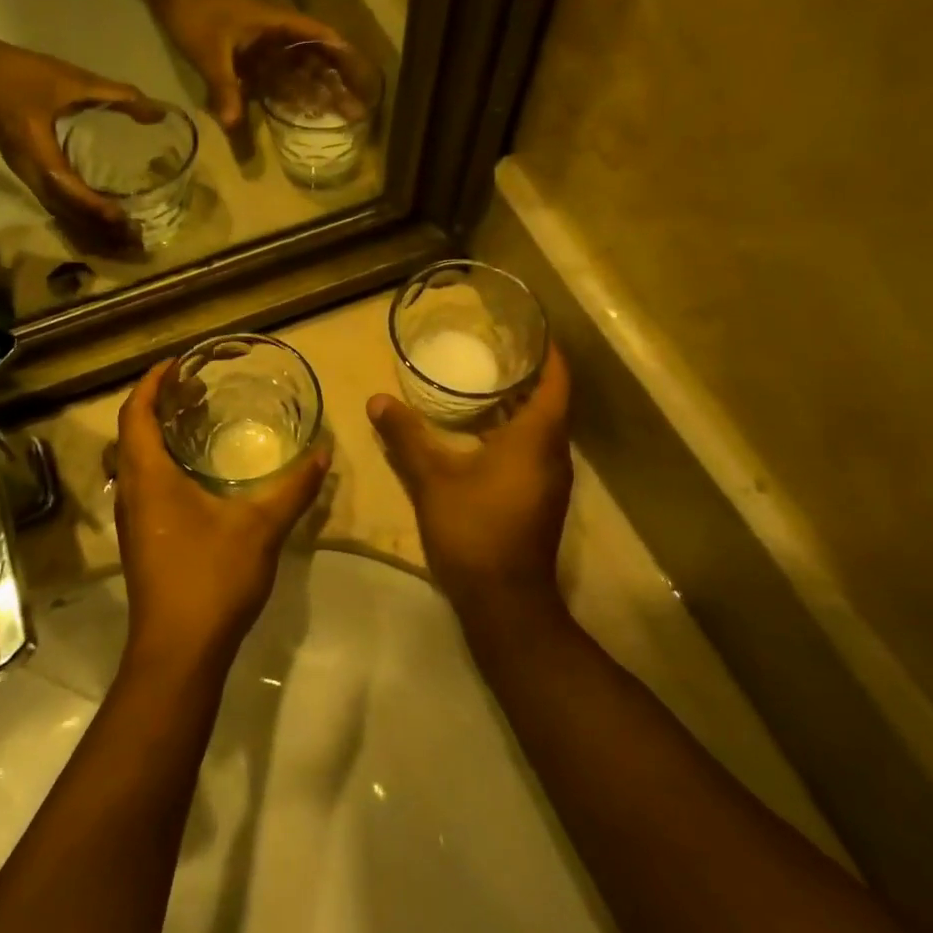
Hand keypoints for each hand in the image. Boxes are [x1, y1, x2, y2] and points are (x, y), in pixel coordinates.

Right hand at [0, 32, 163, 247]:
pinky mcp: (28, 174)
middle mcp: (30, 172)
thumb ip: (116, 94)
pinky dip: (78, 217)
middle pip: (65, 211)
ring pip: (59, 213)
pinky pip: (54, 205)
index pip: (66, 187)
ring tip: (121, 237)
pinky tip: (99, 221)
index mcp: (37, 151)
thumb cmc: (23, 75)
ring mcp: (26, 176)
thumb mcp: (72, 79)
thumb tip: (157, 112)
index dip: (93, 205)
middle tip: (131, 238)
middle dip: (96, 228)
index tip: (121, 217)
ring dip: (88, 227)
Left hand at [113, 360, 329, 673]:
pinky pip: (146, 484)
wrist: (179, 651)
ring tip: (199, 421)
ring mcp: (133, 519)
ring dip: (161, 434)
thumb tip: (322, 453)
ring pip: (138, 460)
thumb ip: (293, 488)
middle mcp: (132, 491)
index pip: (136, 412)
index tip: (178, 363)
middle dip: (160, 404)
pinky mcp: (142, 541)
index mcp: (148, 476)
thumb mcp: (260, 527)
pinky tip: (199, 474)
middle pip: (133, 432)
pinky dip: (165, 463)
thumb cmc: (211, 578)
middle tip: (197, 388)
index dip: (153, 382)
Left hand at [157, 0, 341, 143]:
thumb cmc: (195, 16)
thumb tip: (232, 123)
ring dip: (319, 89)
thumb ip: (223, 86)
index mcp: (276, 23)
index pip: (319, 35)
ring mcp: (267, 44)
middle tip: (356, 110)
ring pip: (301, 68)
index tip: (362, 78)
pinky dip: (293, 91)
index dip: (342, 55)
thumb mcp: (209, 53)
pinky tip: (303, 112)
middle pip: (316, 57)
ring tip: (339, 115)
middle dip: (337, 82)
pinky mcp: (254, 54)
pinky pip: (281, 74)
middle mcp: (278, 32)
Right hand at [368, 345, 574, 639]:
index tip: (530, 330)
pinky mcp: (539, 501)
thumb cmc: (474, 529)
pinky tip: (479, 435)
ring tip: (483, 385)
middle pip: (550, 403)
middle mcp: (553, 455)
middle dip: (527, 376)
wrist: (504, 601)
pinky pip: (533, 452)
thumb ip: (406, 436)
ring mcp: (550, 481)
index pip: (556, 382)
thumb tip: (377, 399)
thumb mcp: (432, 478)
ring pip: (541, 431)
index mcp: (537, 438)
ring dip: (519, 406)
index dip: (548, 354)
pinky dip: (513, 433)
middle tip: (494, 350)